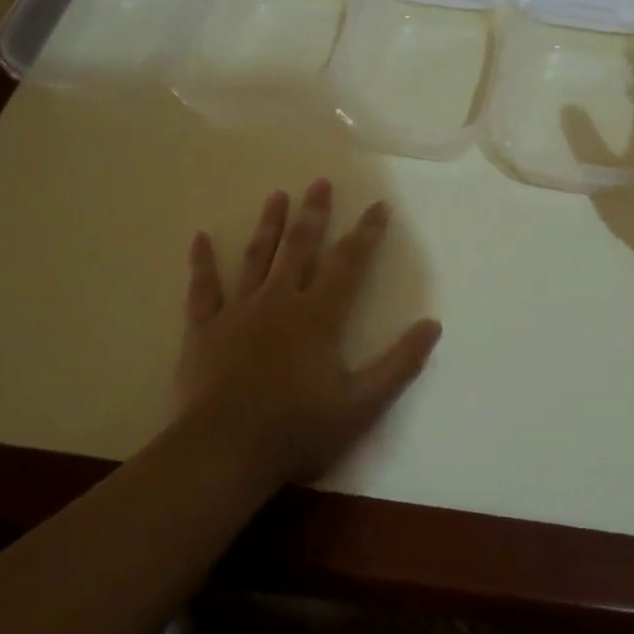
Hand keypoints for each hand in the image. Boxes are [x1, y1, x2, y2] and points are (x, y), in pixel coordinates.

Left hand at [174, 179, 442, 491]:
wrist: (223, 452)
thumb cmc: (298, 429)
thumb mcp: (362, 404)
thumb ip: (400, 363)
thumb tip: (433, 324)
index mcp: (319, 315)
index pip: (349, 263)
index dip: (367, 233)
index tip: (379, 205)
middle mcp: (280, 301)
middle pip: (300, 247)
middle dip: (314, 213)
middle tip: (320, 181)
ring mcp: (239, 312)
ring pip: (257, 257)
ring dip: (269, 225)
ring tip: (277, 195)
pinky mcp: (204, 329)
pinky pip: (203, 289)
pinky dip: (202, 263)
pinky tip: (200, 238)